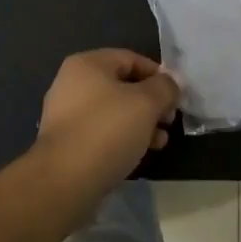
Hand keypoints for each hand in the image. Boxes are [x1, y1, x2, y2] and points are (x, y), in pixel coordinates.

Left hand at [33, 49, 179, 198]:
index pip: (131, 59)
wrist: (64, 182)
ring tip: (160, 142)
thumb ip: (165, 87)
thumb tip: (172, 82)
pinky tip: (139, 155)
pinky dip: (122, 139)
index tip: (176, 96)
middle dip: (151, 103)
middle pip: (123, 86)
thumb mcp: (146, 103)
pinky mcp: (65, 144)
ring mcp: (65, 115)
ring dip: (140, 124)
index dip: (158, 75)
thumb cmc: (107, 130)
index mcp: (87, 64)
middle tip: (169, 121)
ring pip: (113, 112)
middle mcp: (72, 84)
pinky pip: (101, 134)